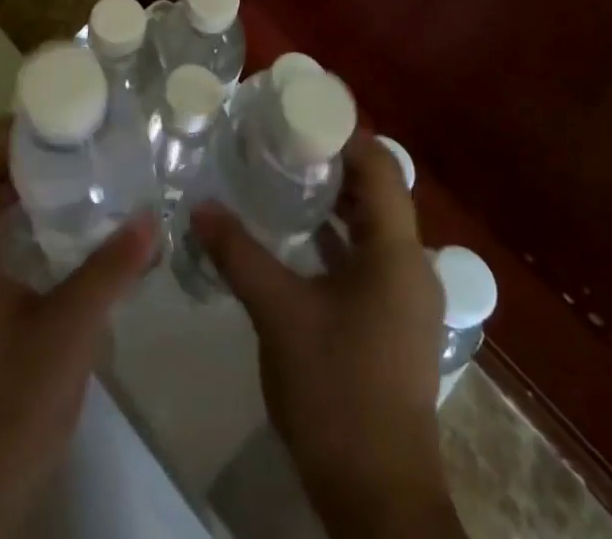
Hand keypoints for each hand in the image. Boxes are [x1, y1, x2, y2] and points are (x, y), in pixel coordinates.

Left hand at [0, 118, 155, 538]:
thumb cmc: (3, 414)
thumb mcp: (66, 338)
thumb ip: (109, 272)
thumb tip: (152, 219)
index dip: (9, 132)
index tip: (59, 119)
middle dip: (22, 159)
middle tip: (79, 148)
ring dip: (18, 196)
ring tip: (76, 184)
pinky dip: (12, 231)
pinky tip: (57, 244)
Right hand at [192, 132, 464, 538]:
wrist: (378, 497)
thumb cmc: (336, 389)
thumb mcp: (279, 313)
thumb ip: (239, 254)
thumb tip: (200, 207)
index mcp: (395, 251)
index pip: (379, 164)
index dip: (344, 132)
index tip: (299, 113)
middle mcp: (411, 265)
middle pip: (377, 191)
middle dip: (333, 162)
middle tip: (282, 140)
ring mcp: (406, 298)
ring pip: (372, 227)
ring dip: (334, 202)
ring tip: (284, 177)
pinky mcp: (394, 323)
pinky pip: (368, 259)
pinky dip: (337, 239)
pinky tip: (298, 238)